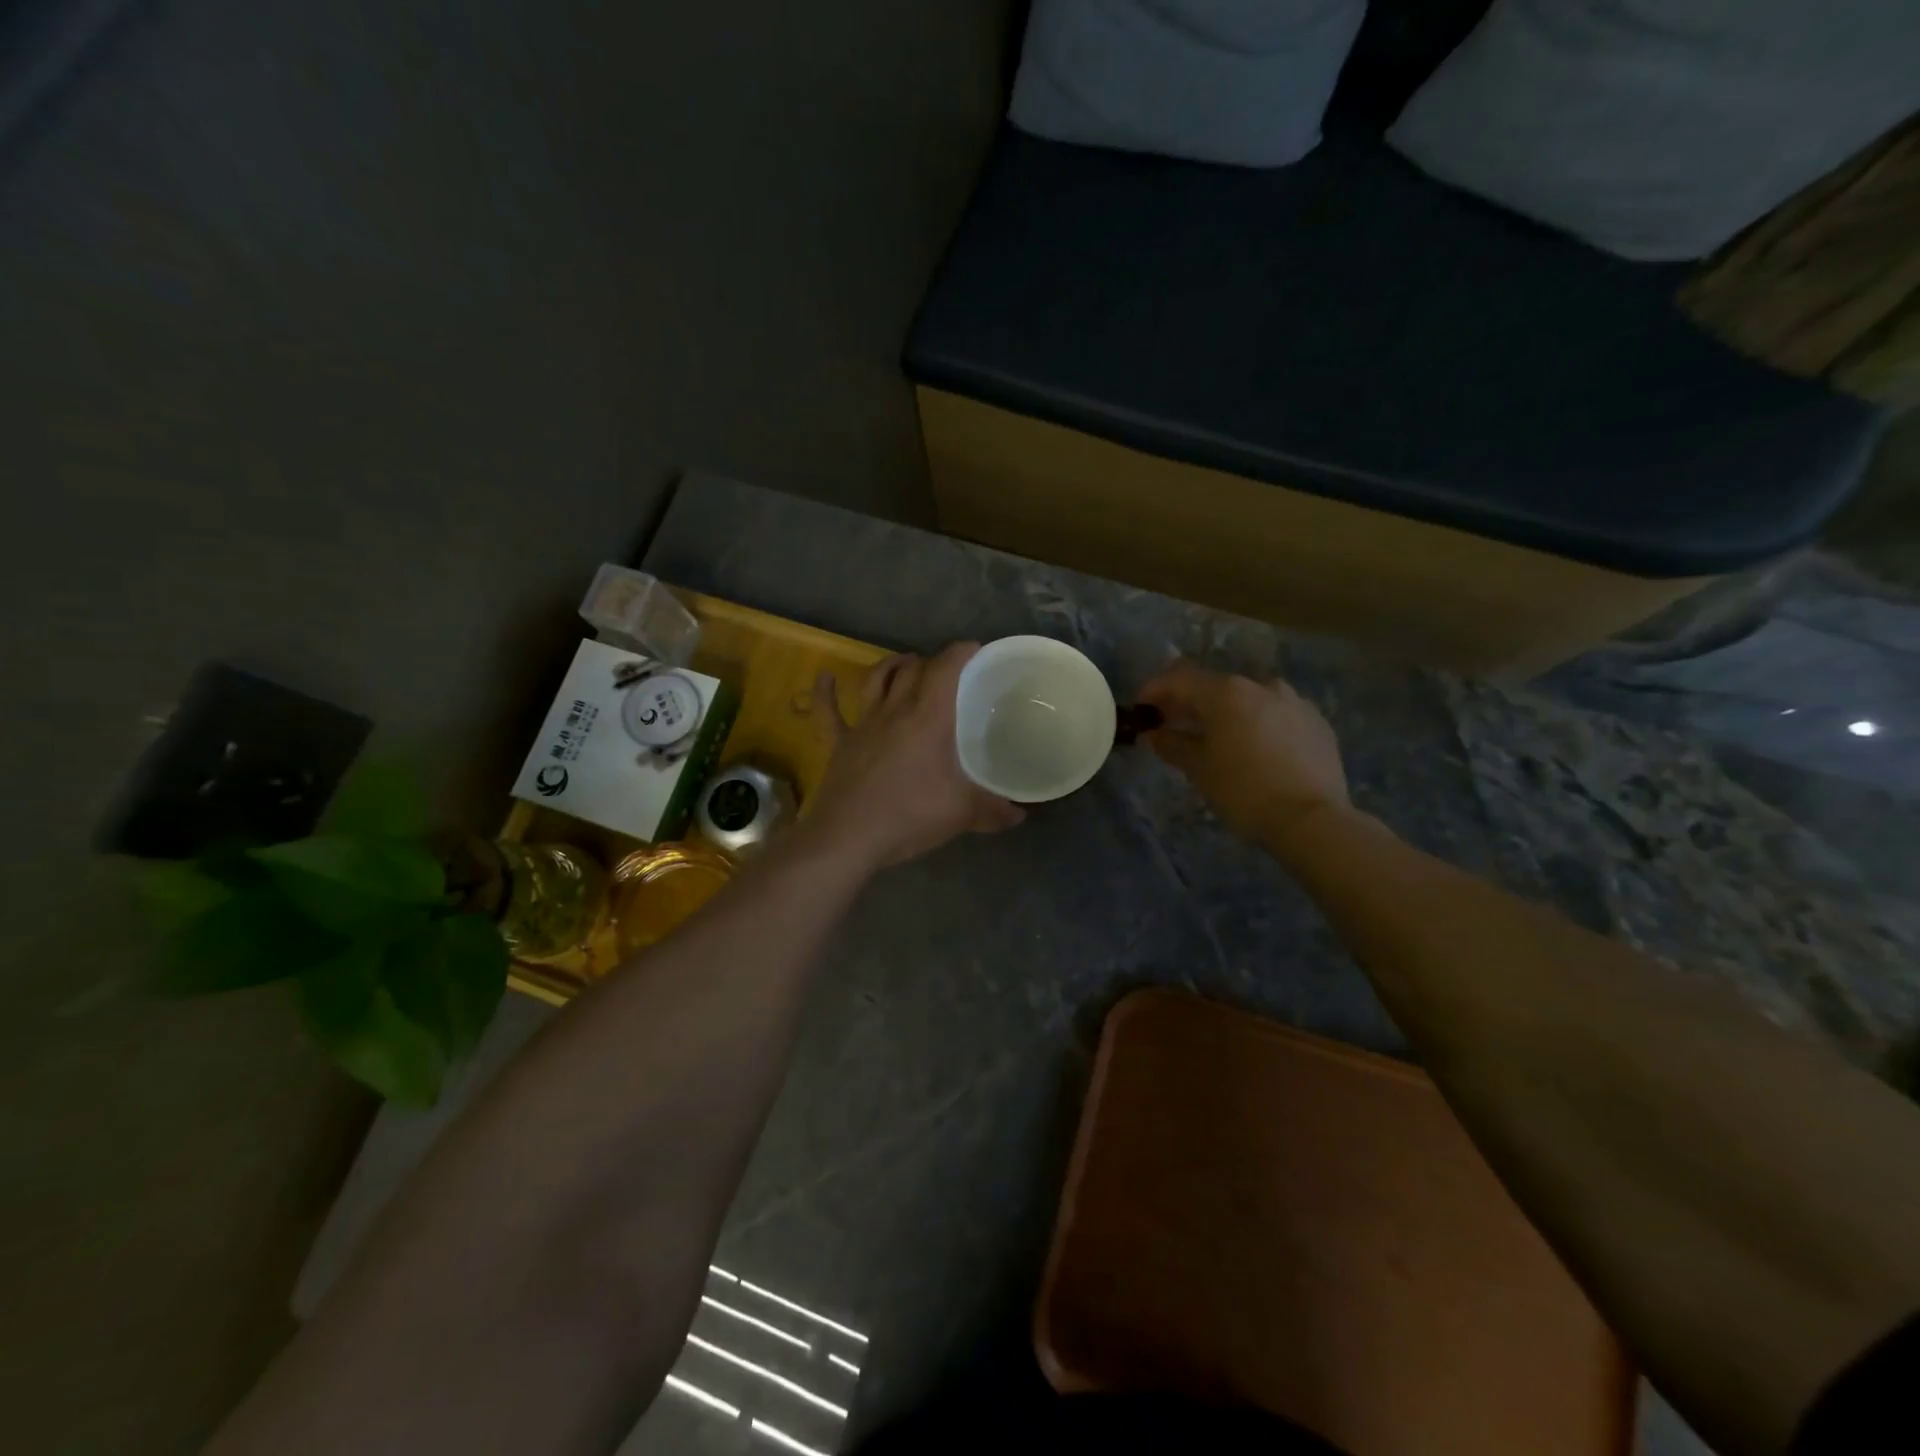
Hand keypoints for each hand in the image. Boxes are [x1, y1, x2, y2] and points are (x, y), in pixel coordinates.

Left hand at [804, 643, 1024, 870]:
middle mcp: (895, 710)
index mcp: (928, 718)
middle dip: (930, 661)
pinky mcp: (839, 743)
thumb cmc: (909, 815)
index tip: (975, 650)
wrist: (849, 837)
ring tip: (904, 663)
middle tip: (945, 670)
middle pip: (912, 670)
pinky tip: (825, 677)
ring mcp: (863, 724)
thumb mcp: (961, 814)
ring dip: (890, 666)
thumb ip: (993, 810)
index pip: (945, 669)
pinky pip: (828, 711)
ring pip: (875, 680)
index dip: (961, 652)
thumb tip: (1019, 815)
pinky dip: (825, 692)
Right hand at [1137, 660, 1349, 843]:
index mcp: (1227, 692)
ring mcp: (1294, 701)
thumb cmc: (1244, 791)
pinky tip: (1254, 750)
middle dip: (1190, 702)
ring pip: (1248, 699)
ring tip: (1217, 739)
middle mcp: (1261, 686)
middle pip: (1214, 686)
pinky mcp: (1317, 722)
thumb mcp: (1199, 769)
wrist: (1312, 820)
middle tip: (1174, 725)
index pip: (1179, 679)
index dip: (1155, 690)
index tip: (1142, 709)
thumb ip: (1172, 744)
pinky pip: (1276, 714)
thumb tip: (1152, 734)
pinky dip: (1257, 724)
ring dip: (1227, 712)